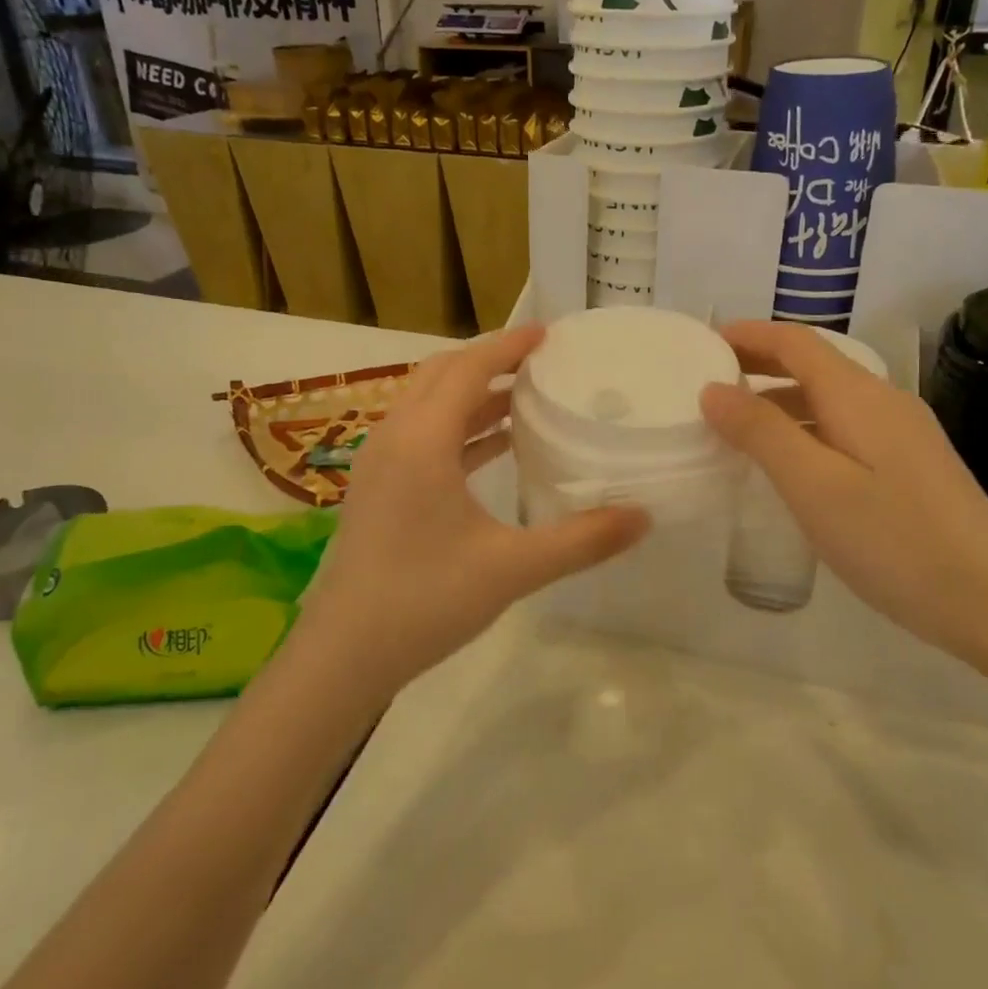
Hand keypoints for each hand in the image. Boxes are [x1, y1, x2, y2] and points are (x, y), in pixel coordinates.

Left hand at [297, 325, 648, 696]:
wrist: (344, 654)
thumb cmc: (425, 601)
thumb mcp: (512, 569)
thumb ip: (582, 540)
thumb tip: (643, 516)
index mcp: (422, 440)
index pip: (469, 369)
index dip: (509, 345)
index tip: (548, 334)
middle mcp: (395, 437)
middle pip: (442, 374)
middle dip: (490, 361)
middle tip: (540, 362)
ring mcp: (380, 462)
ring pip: (428, 404)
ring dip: (473, 394)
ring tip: (525, 399)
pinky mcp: (377, 487)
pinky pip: (421, 434)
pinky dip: (458, 427)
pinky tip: (494, 447)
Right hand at [700, 321, 987, 665]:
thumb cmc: (895, 540)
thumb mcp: (813, 485)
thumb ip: (761, 432)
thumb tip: (714, 390)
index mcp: (858, 395)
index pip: (796, 342)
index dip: (749, 334)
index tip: (703, 343)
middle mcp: (883, 402)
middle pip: (813, 364)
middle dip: (760, 364)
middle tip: (709, 382)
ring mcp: (902, 434)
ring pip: (828, 400)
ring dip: (780, 400)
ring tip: (735, 426)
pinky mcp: (910, 467)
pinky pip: (844, 429)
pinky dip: (804, 430)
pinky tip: (789, 466)